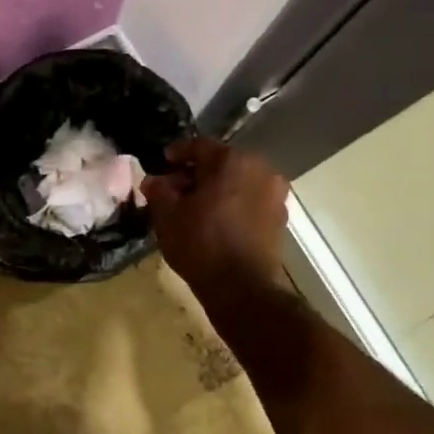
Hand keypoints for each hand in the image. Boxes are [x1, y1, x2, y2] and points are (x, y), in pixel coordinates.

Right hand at [143, 139, 288, 292]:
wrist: (243, 288)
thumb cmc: (201, 244)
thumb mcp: (167, 216)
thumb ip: (158, 191)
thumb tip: (154, 180)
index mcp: (231, 160)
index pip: (198, 145)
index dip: (177, 153)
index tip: (162, 163)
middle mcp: (259, 168)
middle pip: (221, 163)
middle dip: (196, 173)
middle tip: (174, 189)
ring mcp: (274, 193)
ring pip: (237, 181)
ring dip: (216, 189)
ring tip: (194, 208)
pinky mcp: (280, 217)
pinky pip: (250, 200)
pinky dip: (232, 204)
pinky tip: (215, 221)